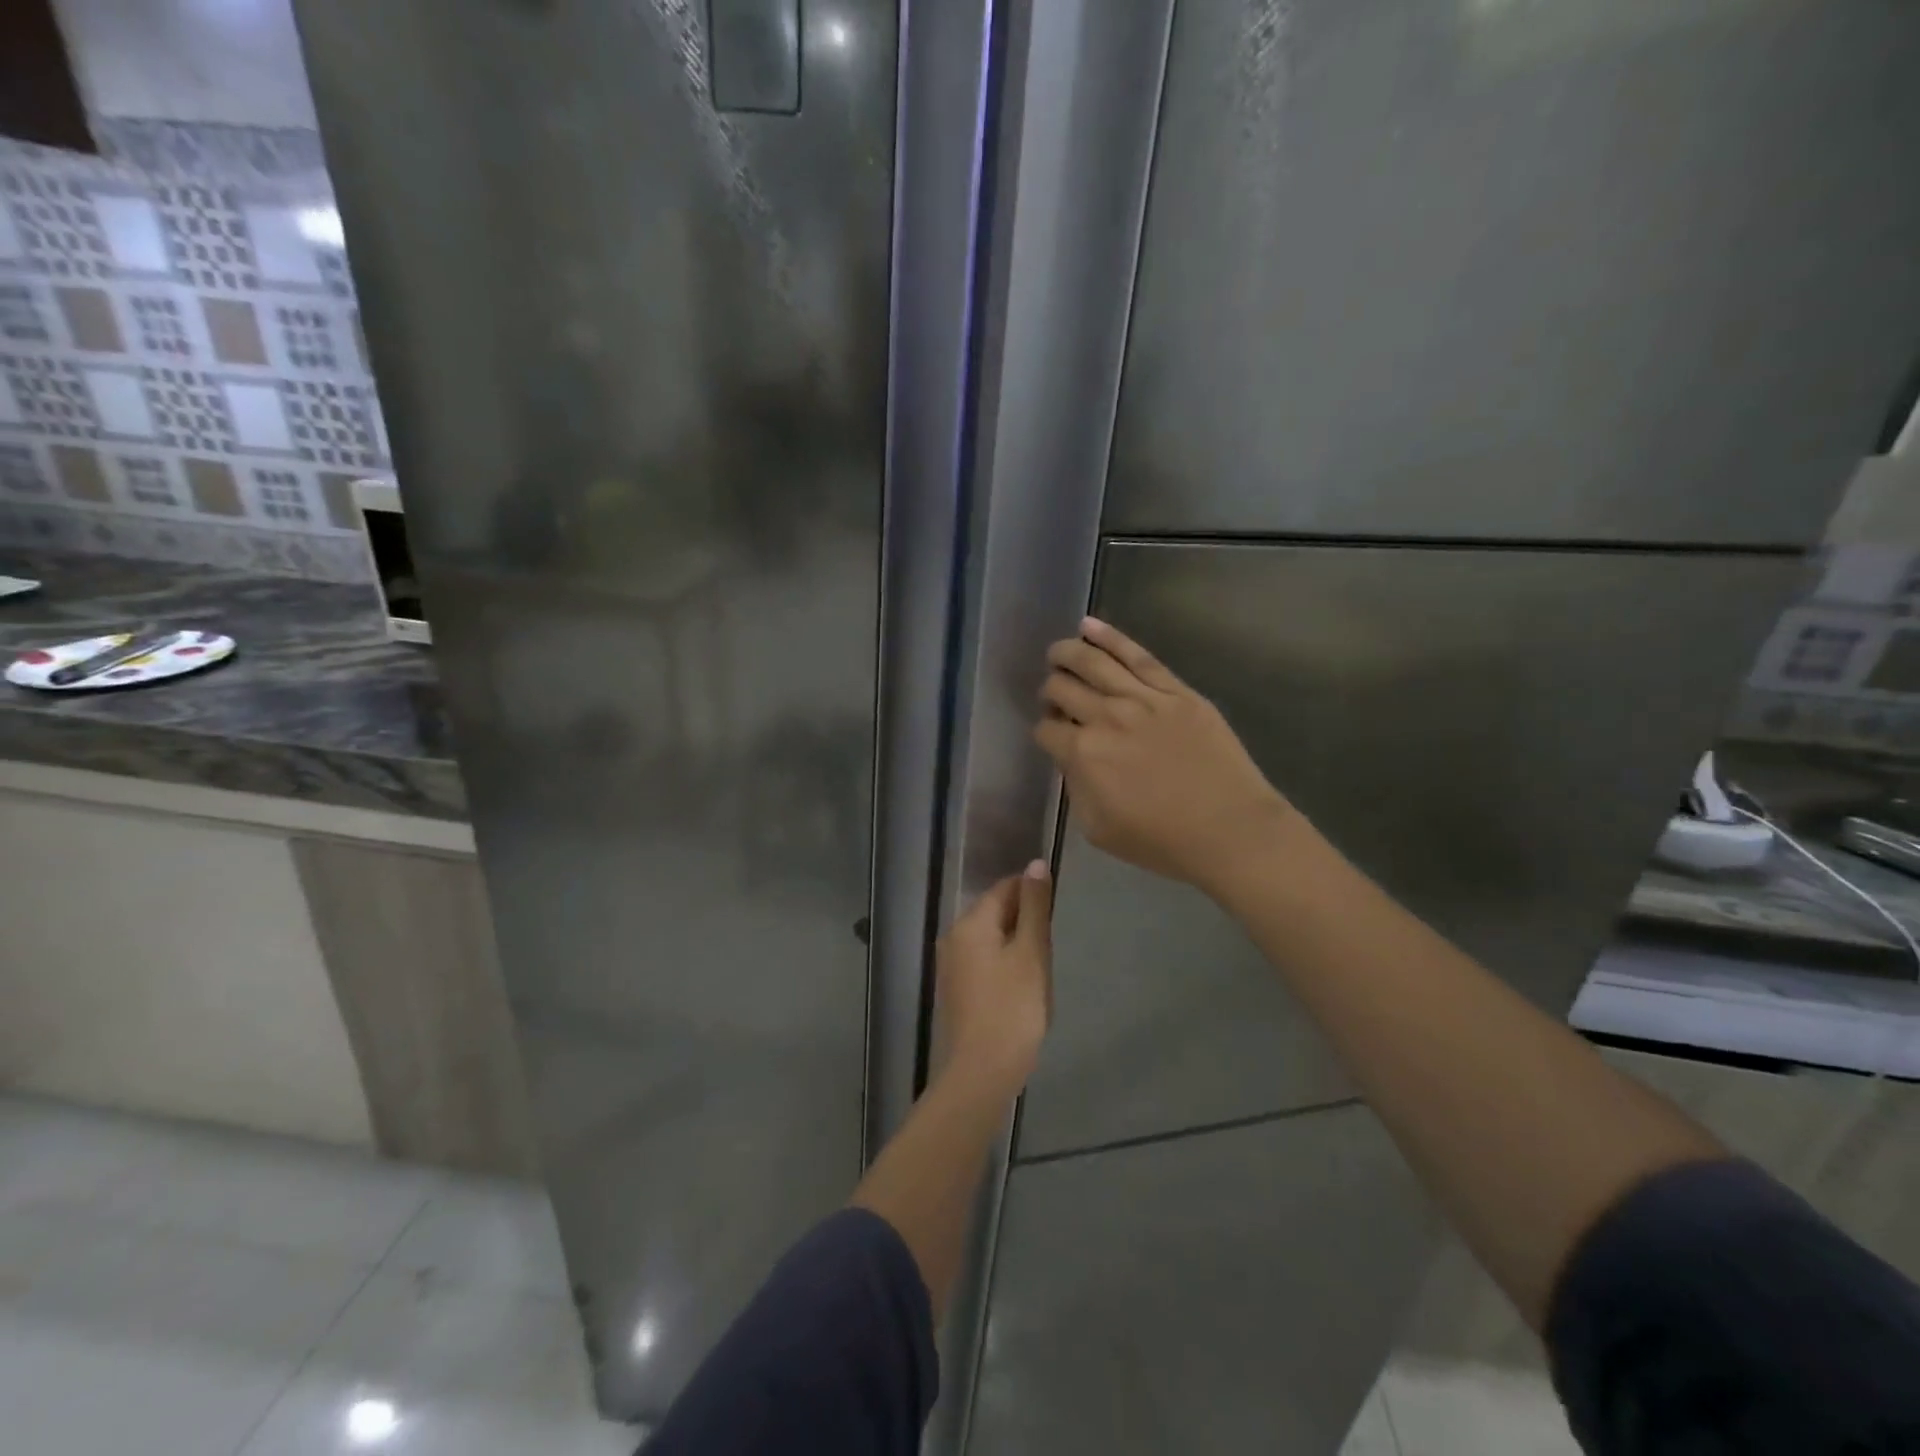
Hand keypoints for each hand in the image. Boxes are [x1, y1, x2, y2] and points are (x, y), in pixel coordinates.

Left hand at [935, 863, 1053, 1093]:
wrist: (982, 1070)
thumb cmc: (1013, 1007)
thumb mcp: (1031, 952)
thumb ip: (1035, 907)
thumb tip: (1035, 864)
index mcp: (970, 923)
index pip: (1005, 888)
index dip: (1033, 894)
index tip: (1055, 913)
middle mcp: (953, 936)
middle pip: (995, 912)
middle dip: (1025, 921)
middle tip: (1050, 948)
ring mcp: (951, 964)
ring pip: (991, 938)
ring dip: (1017, 945)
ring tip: (1039, 969)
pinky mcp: (956, 988)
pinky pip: (984, 961)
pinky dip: (1005, 964)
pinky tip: (1022, 988)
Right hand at [1034, 617, 1295, 896]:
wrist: (1230, 830)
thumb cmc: (1162, 841)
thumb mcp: (1098, 829)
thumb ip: (1076, 788)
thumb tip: (1073, 760)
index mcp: (1083, 754)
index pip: (1046, 730)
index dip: (1044, 732)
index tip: (1052, 737)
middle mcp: (1106, 717)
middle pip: (1062, 689)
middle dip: (1050, 691)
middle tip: (1054, 697)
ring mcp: (1143, 698)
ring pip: (1092, 662)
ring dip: (1066, 653)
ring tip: (1057, 652)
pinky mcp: (1176, 690)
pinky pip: (1137, 655)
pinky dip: (1109, 637)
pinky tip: (1088, 626)